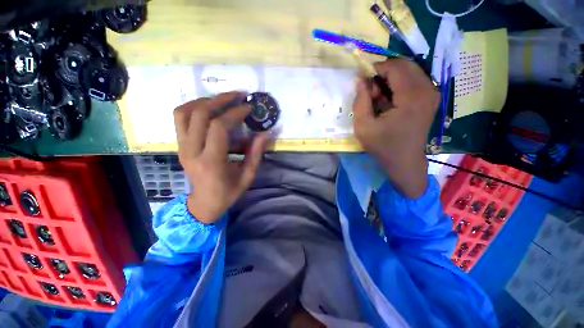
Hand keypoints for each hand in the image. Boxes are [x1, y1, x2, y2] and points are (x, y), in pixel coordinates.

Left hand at [174, 92, 269, 223]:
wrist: (203, 204)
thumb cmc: (228, 193)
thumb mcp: (247, 177)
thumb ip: (256, 154)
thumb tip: (265, 134)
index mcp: (211, 161)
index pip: (219, 127)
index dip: (235, 113)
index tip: (248, 107)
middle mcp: (192, 151)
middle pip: (199, 114)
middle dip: (220, 100)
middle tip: (237, 95)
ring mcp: (182, 147)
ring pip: (184, 112)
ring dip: (204, 101)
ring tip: (222, 100)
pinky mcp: (179, 145)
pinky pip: (180, 119)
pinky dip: (193, 108)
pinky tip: (209, 109)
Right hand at [353, 59, 439, 198]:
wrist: (404, 161)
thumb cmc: (382, 145)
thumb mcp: (363, 126)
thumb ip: (360, 101)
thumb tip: (360, 79)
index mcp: (411, 98)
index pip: (396, 68)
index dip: (377, 68)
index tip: (364, 78)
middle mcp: (427, 91)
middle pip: (406, 65)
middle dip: (385, 72)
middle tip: (371, 89)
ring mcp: (433, 94)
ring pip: (411, 71)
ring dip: (392, 78)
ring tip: (379, 96)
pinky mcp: (432, 98)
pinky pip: (416, 80)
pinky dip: (400, 84)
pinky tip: (390, 99)